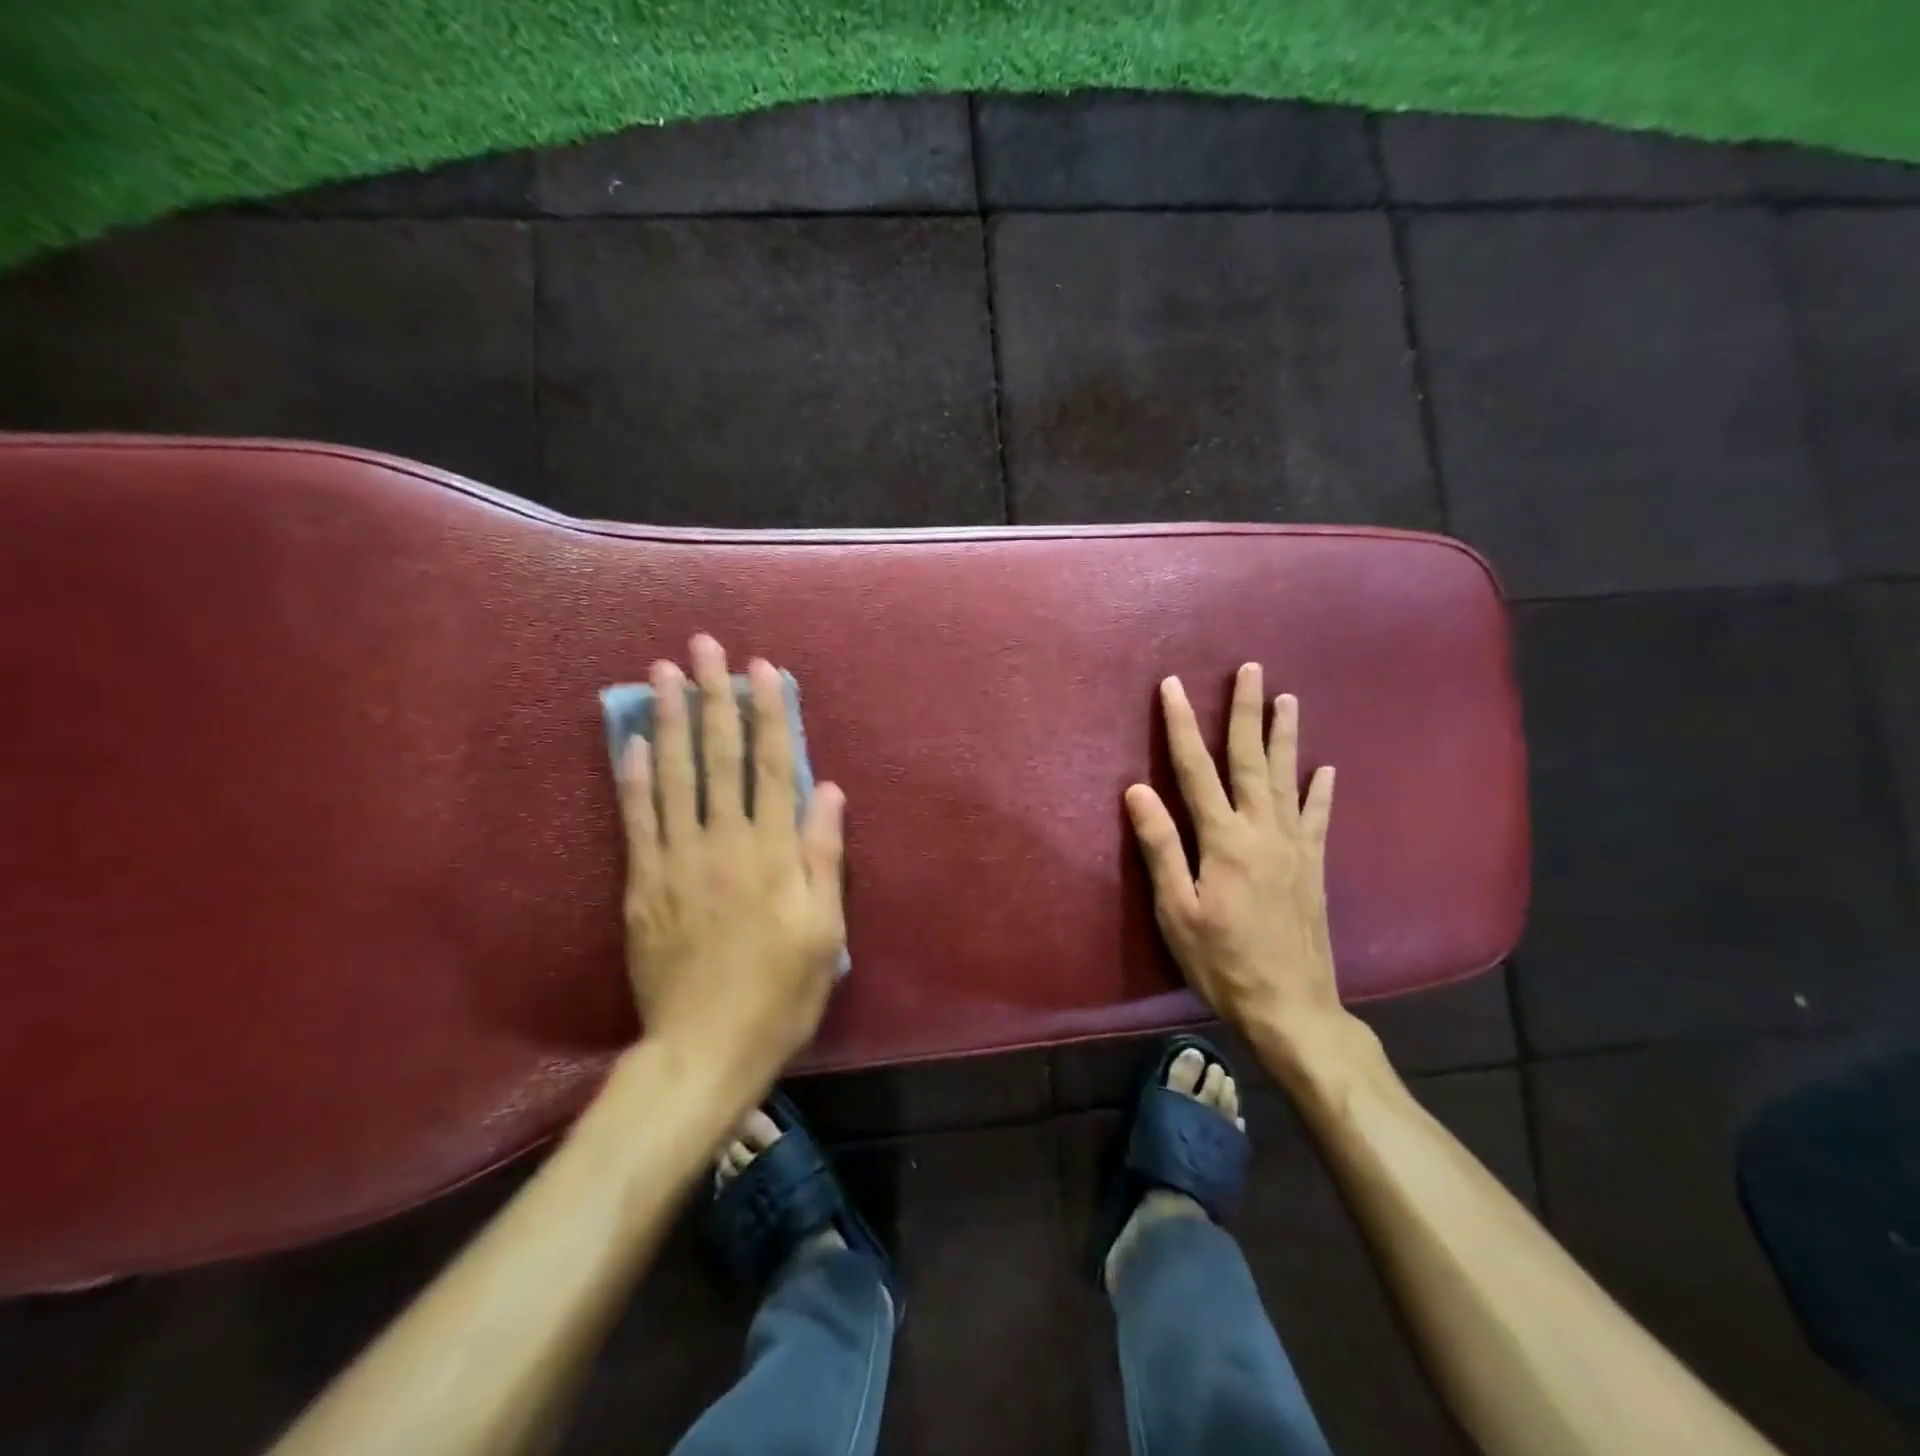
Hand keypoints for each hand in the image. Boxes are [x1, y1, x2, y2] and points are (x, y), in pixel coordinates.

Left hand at [615, 635, 846, 1088]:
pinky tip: (629, 741)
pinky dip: (631, 776)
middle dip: (711, 697)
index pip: (770, 766)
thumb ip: (823, 856)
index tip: (761, 670)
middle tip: (702, 647)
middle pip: (717, 757)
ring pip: (672, 776)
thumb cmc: (780, 992)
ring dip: (667, 720)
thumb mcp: (824, 931)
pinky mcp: (643, 883)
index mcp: (772, 852)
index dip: (768, 714)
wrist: (705, 1049)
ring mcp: (676, 860)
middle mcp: (723, 842)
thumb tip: (825, 791)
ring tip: (661, 674)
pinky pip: (636, 819)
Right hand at [1125, 664, 1356, 1068]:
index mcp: (1224, 840)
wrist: (1291, 1008)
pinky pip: (1318, 818)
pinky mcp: (1313, 867)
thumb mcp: (1176, 910)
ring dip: (1285, 736)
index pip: (1195, 769)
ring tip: (1288, 699)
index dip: (1181, 725)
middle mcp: (1263, 831)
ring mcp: (1294, 847)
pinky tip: (1327, 770)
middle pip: (1250, 760)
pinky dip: (1321, 791)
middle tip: (1250, 669)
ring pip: (1287, 779)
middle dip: (1245, 712)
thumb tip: (1138, 790)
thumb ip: (1161, 846)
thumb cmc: (1222, 962)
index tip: (1172, 686)